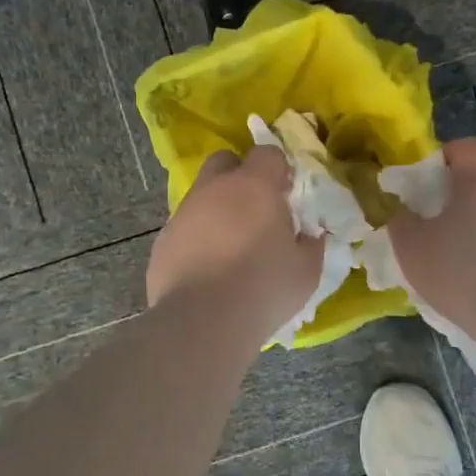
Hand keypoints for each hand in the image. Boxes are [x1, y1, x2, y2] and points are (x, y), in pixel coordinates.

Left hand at [146, 148, 323, 337]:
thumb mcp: (306, 270)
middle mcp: (215, 189)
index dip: (278, 169)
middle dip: (240, 174)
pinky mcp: (163, 240)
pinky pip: (185, 228)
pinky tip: (207, 269)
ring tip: (231, 246)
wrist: (203, 322)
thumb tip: (311, 234)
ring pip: (202, 196)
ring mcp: (184, 213)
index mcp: (254, 186)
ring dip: (217, 209)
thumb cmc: (264, 288)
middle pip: (225, 161)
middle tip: (255, 208)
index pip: (267, 153)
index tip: (287, 192)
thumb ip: (311, 244)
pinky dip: (197, 238)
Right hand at [387, 138, 475, 326]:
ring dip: (475, 220)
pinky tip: (474, 273)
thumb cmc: (458, 267)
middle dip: (458, 190)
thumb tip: (396, 206)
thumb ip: (398, 218)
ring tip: (453, 249)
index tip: (424, 178)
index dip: (445, 155)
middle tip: (433, 215)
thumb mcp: (410, 245)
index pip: (467, 147)